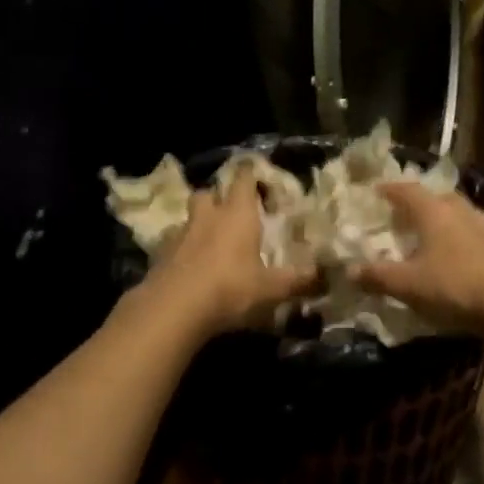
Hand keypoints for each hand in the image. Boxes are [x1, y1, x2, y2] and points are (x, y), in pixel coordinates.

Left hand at [145, 169, 319, 337]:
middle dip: (218, 198)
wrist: (174, 308)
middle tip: (230, 213)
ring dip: (199, 224)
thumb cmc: (230, 289)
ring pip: (189, 217)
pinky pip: (173, 244)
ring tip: (210, 242)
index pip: (243, 180)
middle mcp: (208, 216)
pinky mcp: (160, 255)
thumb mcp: (271, 290)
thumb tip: (323, 276)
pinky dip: (182, 250)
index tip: (257, 176)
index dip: (250, 175)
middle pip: (208, 193)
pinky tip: (190, 267)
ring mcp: (180, 234)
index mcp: (238, 215)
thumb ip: (297, 281)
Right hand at [351, 182, 483, 334]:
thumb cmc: (453, 286)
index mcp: (433, 212)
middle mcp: (458, 211)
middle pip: (435, 197)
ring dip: (438, 218)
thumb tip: (349, 270)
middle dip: (416, 203)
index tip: (375, 192)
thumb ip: (377, 276)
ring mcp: (480, 227)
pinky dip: (453, 236)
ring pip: (454, 213)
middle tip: (400, 214)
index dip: (389, 190)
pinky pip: (467, 231)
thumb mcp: (407, 284)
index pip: (407, 190)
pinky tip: (449, 254)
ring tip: (424, 233)